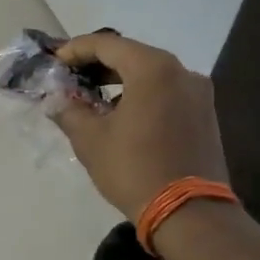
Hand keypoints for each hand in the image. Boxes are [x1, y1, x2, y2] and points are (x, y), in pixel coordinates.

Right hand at [52, 32, 228, 220]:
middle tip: (69, 78)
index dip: (75, 50)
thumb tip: (56, 100)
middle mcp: (181, 71)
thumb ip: (69, 110)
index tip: (54, 62)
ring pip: (151, 74)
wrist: (191, 215)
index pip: (106, 44)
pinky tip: (121, 114)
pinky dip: (141, 94)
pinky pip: (166, 92)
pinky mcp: (205, 115)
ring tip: (92, 97)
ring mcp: (198, 93)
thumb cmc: (135, 169)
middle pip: (131, 55)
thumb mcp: (90, 139)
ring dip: (120, 80)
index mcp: (153, 68)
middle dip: (97, 64)